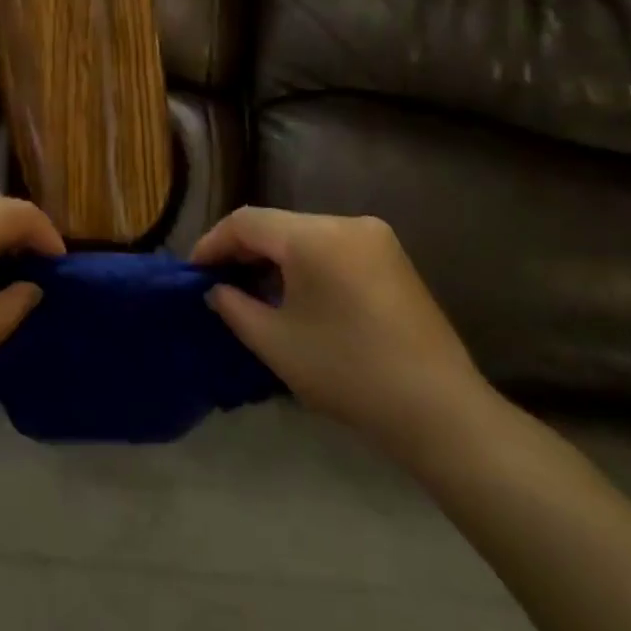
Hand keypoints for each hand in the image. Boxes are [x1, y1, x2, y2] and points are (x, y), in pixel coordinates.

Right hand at [192, 207, 493, 459]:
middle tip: (218, 284)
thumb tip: (216, 290)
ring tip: (252, 292)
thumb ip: (234, 307)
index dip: (212, 243)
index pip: (246, 222)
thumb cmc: (346, 371)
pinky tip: (295, 296)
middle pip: (277, 225)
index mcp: (315, 236)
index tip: (193, 274)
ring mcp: (375, 239)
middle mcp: (346, 223)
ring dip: (274, 258)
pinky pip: (333, 248)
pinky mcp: (393, 259)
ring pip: (305, 235)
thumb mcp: (274, 342)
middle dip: (243, 251)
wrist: (438, 408)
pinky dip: (305, 264)